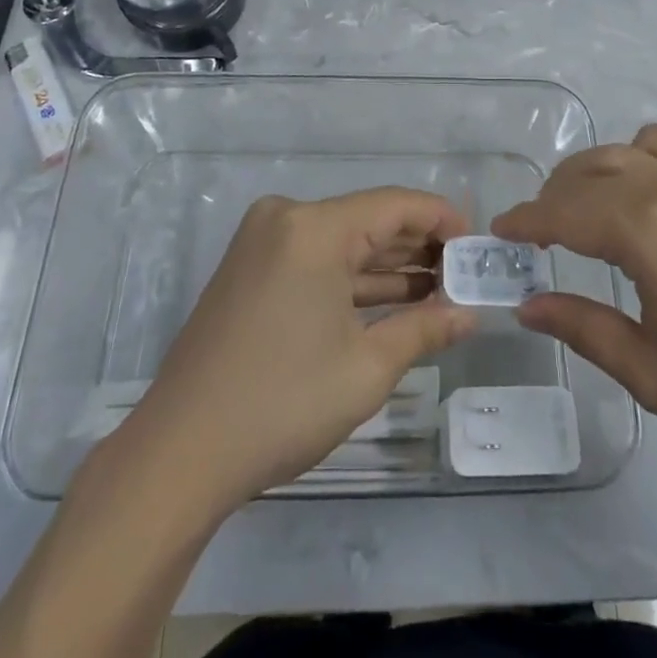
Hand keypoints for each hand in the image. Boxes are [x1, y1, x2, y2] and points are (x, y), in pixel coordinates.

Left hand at [121, 188, 477, 509]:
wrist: (180, 452)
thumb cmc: (283, 402)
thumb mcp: (366, 367)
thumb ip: (425, 329)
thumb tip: (469, 315)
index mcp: (312, 226)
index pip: (394, 205)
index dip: (441, 219)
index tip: (476, 244)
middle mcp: (285, 218)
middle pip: (367, 220)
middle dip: (417, 247)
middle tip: (464, 274)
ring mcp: (262, 243)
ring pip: (342, 243)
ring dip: (388, 266)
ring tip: (440, 290)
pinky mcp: (250, 269)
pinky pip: (315, 261)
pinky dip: (351, 280)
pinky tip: (393, 301)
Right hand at [491, 124, 656, 482]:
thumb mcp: (651, 372)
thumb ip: (583, 328)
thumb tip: (526, 306)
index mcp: (645, 232)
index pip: (564, 213)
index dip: (525, 221)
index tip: (498, 232)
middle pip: (591, 174)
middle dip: (553, 196)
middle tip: (534, 232)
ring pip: (629, 149)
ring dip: (594, 168)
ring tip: (582, 203)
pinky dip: (647, 148)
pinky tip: (646, 182)